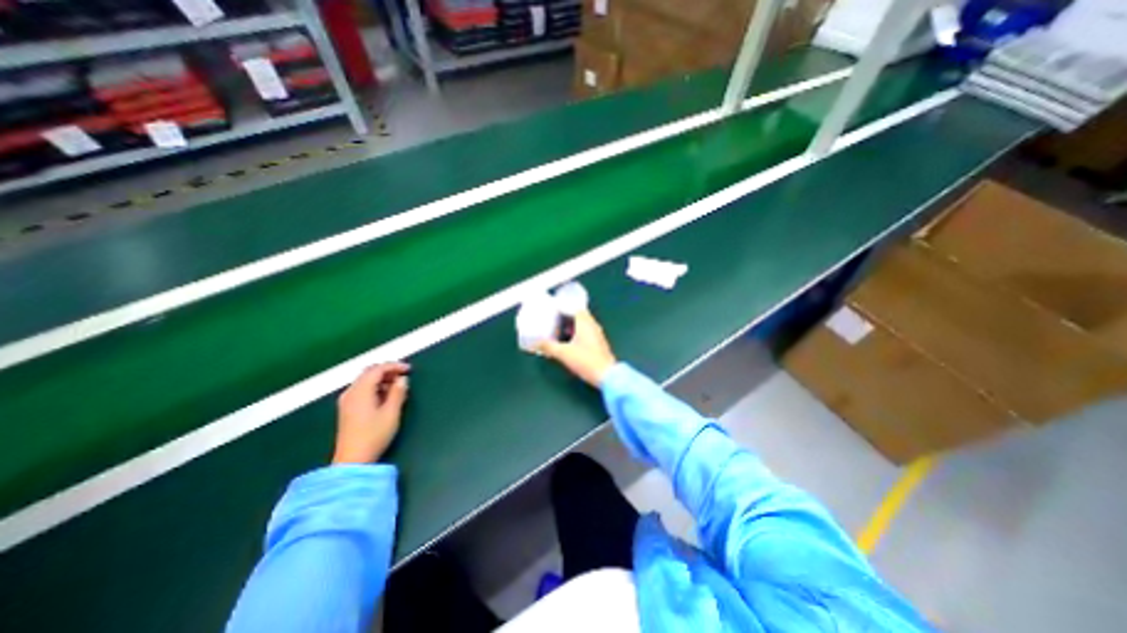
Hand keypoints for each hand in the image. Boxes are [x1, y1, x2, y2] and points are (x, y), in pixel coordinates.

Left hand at [330, 361, 411, 464]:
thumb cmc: (374, 435)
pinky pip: (362, 389)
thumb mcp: (392, 412)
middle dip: (387, 371)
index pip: (377, 369)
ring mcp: (347, 401)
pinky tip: (385, 396)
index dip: (394, 366)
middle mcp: (350, 392)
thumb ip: (398, 392)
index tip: (409, 369)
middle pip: (369, 372)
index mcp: (360, 391)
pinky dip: (375, 387)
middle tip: (403, 376)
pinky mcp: (347, 409)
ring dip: (381, 379)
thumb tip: (402, 379)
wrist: (353, 460)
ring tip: (397, 387)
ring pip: (365, 380)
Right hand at [534, 309, 615, 384]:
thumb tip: (536, 343)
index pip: (575, 306)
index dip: (564, 305)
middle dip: (566, 315)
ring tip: (558, 328)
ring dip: (571, 325)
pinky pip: (586, 332)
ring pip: (583, 324)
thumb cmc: (585, 360)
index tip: (553, 307)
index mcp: (585, 322)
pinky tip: (568, 341)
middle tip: (553, 317)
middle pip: (579, 315)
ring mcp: (597, 334)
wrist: (606, 375)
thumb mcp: (563, 353)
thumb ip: (549, 347)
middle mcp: (592, 325)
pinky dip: (577, 333)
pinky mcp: (598, 343)